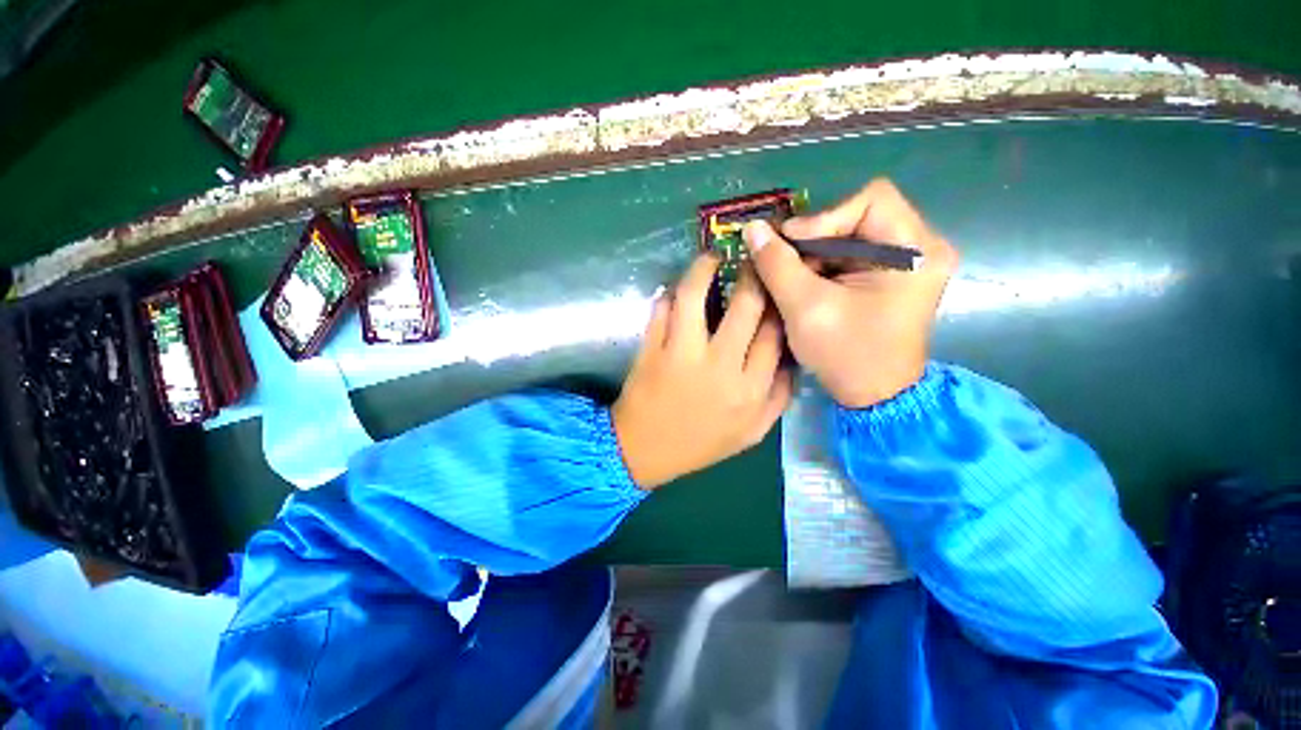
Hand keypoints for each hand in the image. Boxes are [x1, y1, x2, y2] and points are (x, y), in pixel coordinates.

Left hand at [612, 255, 793, 488]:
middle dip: (754, 273)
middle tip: (753, 259)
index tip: (778, 287)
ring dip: (704, 268)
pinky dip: (670, 293)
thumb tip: (792, 356)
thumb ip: (780, 397)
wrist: (645, 452)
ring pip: (694, 297)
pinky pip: (662, 309)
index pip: (775, 332)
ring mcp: (680, 355)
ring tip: (711, 258)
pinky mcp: (650, 349)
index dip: (779, 302)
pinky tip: (679, 289)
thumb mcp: (752, 432)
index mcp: (750, 389)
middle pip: (746, 306)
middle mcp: (719, 367)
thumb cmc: (701, 444)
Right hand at [743, 178, 957, 408]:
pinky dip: (823, 267)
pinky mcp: (891, 277)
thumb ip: (776, 265)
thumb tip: (753, 228)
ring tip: (790, 278)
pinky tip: (805, 286)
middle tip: (782, 262)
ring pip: (850, 236)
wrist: (873, 396)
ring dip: (814, 254)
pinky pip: (851, 256)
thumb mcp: (805, 307)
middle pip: (859, 217)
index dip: (824, 216)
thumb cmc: (846, 354)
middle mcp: (920, 248)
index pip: (871, 200)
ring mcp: (907, 263)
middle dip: (815, 240)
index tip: (789, 243)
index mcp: (916, 251)